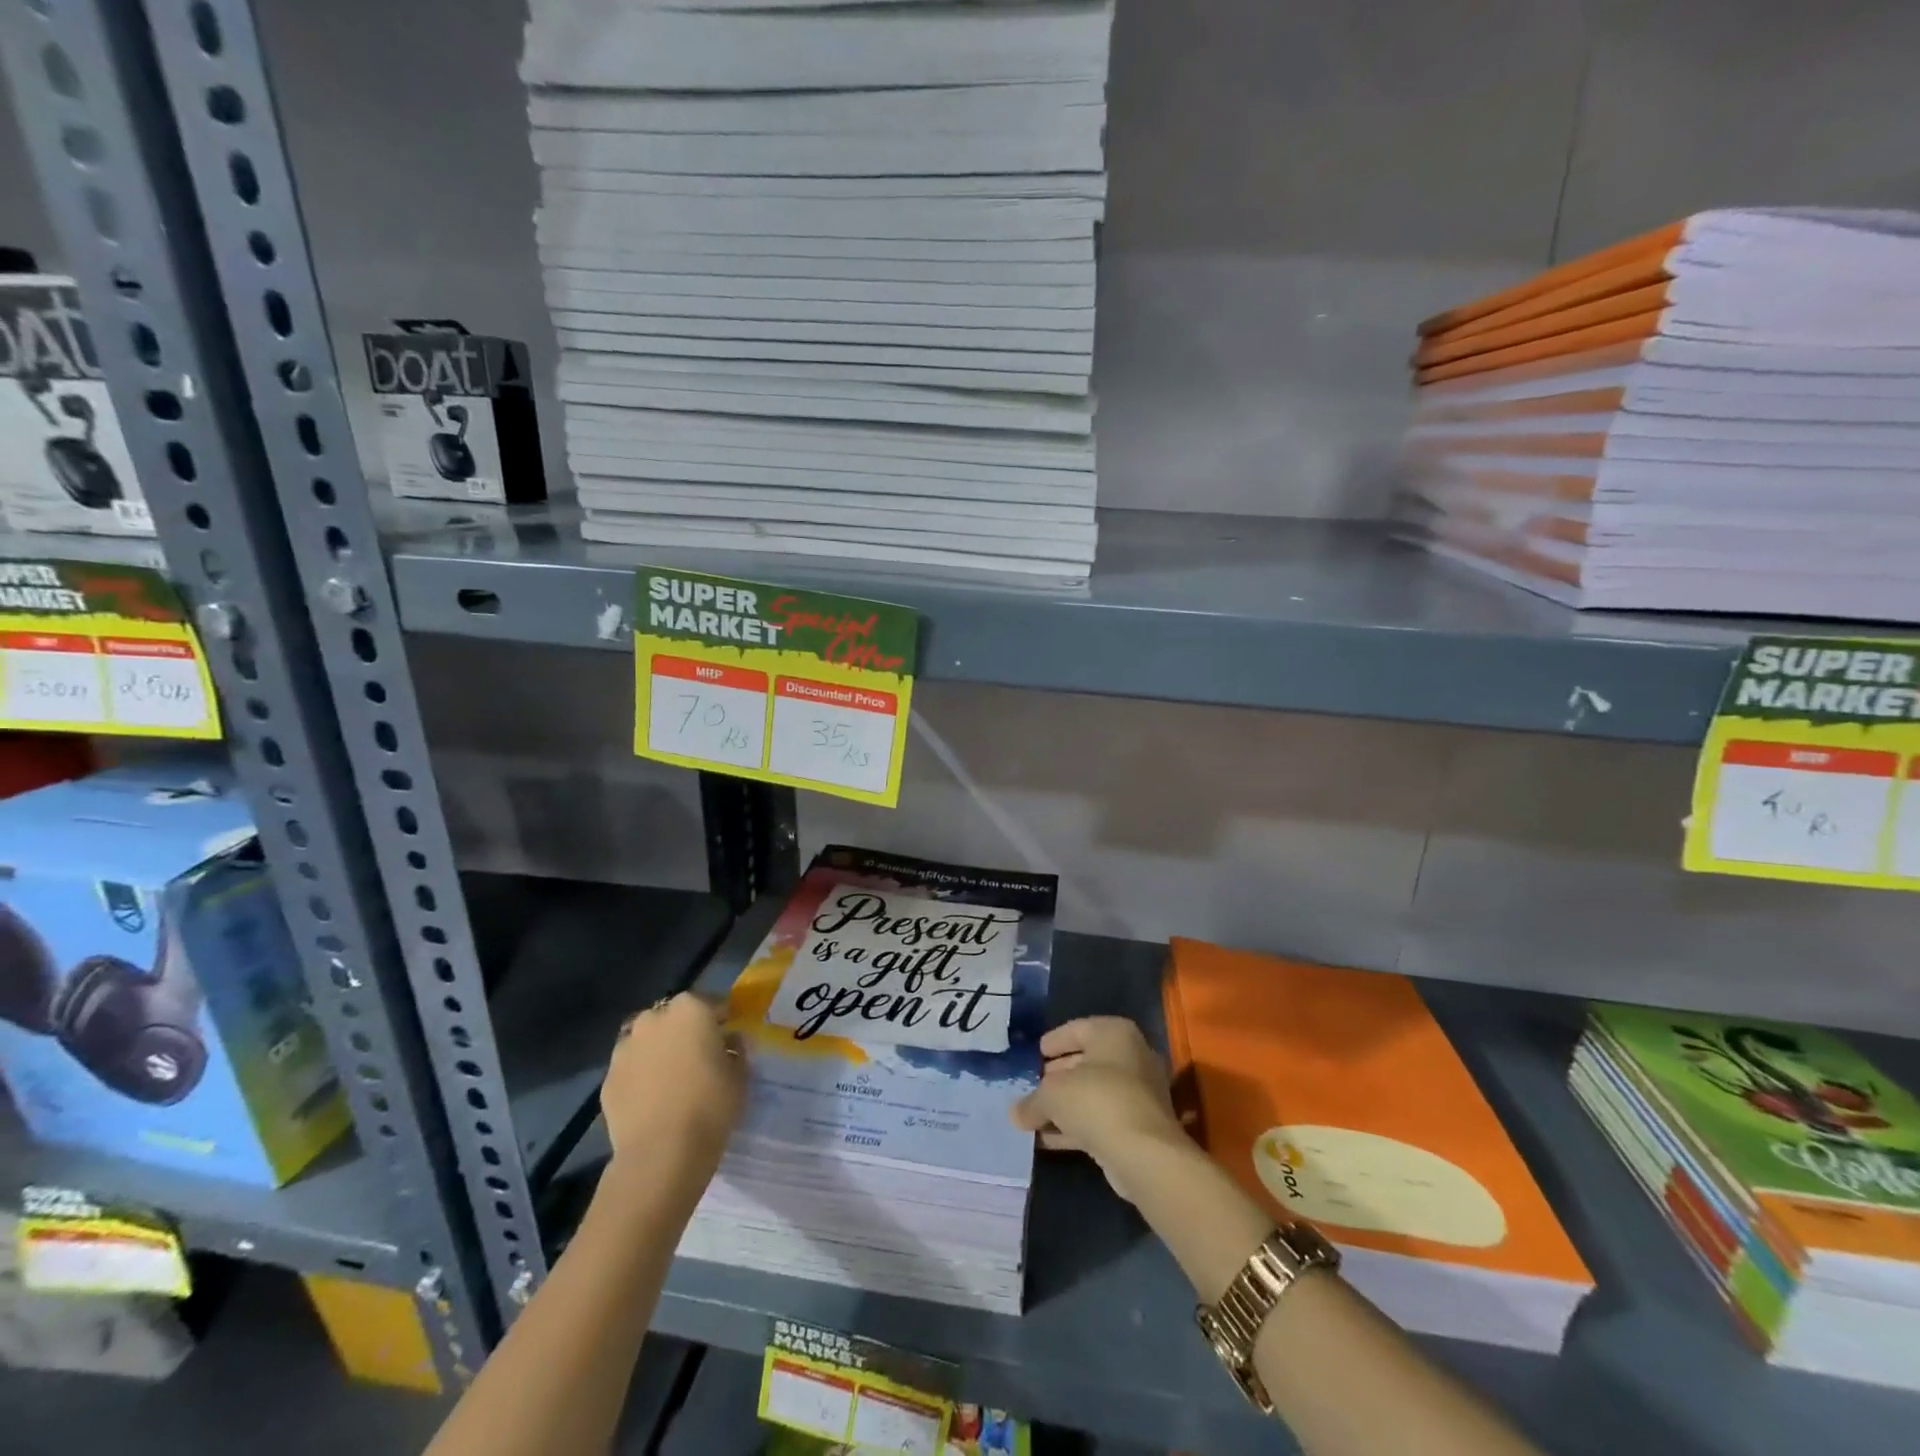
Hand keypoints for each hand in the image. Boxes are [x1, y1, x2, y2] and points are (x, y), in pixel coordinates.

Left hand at [601, 993, 745, 1177]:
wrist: (660, 1154)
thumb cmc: (710, 1105)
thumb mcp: (741, 1075)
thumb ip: (738, 1050)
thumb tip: (731, 1041)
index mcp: (690, 1009)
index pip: (712, 1004)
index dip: (723, 1020)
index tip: (730, 1037)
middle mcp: (654, 1019)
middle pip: (674, 1017)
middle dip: (687, 1031)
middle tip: (701, 1057)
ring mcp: (625, 1048)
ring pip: (647, 1041)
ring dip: (659, 1051)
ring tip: (672, 1078)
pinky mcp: (607, 1080)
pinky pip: (631, 1069)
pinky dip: (641, 1076)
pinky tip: (652, 1099)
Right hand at [1010, 1017, 1184, 1202]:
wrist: (1144, 1154)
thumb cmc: (1096, 1101)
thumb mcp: (1052, 1095)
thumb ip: (1032, 1101)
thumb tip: (1016, 1113)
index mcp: (1114, 1034)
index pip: (1077, 1029)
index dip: (1054, 1041)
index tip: (1036, 1053)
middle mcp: (1132, 1057)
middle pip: (1087, 1062)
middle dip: (1058, 1076)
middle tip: (1033, 1085)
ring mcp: (1139, 1094)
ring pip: (1094, 1094)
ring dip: (1066, 1106)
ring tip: (1035, 1116)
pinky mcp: (1139, 1127)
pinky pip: (1101, 1119)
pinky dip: (1077, 1126)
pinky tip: (1049, 1139)